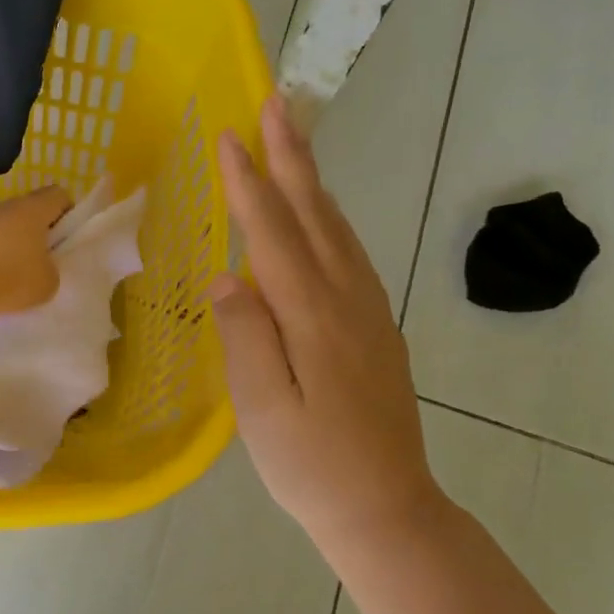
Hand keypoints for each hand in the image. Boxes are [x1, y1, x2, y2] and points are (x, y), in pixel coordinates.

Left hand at [0, 184, 71, 317]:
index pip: (58, 195)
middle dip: (34, 235)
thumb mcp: (47, 283)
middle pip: (25, 212)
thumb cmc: (10, 276)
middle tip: (40, 264)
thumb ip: (50, 273)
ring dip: (5, 250)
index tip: (67, 236)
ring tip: (9, 281)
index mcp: (33, 209)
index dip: (67, 212)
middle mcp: (2, 207)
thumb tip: (38, 271)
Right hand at [211, 97, 446, 545]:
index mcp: (313, 317)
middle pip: (316, 214)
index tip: (229, 137)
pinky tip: (319, 216)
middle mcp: (347, 301)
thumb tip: (226, 277)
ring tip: (293, 142)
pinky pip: (350, 255)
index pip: (274, 235)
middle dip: (293, 157)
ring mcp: (369, 312)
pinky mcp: (376, 327)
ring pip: (339, 230)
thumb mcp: (262, 410)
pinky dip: (329, 219)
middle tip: (276, 104)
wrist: (387, 508)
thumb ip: (245, 337)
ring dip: (313, 180)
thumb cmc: (312, 466)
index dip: (250, 185)